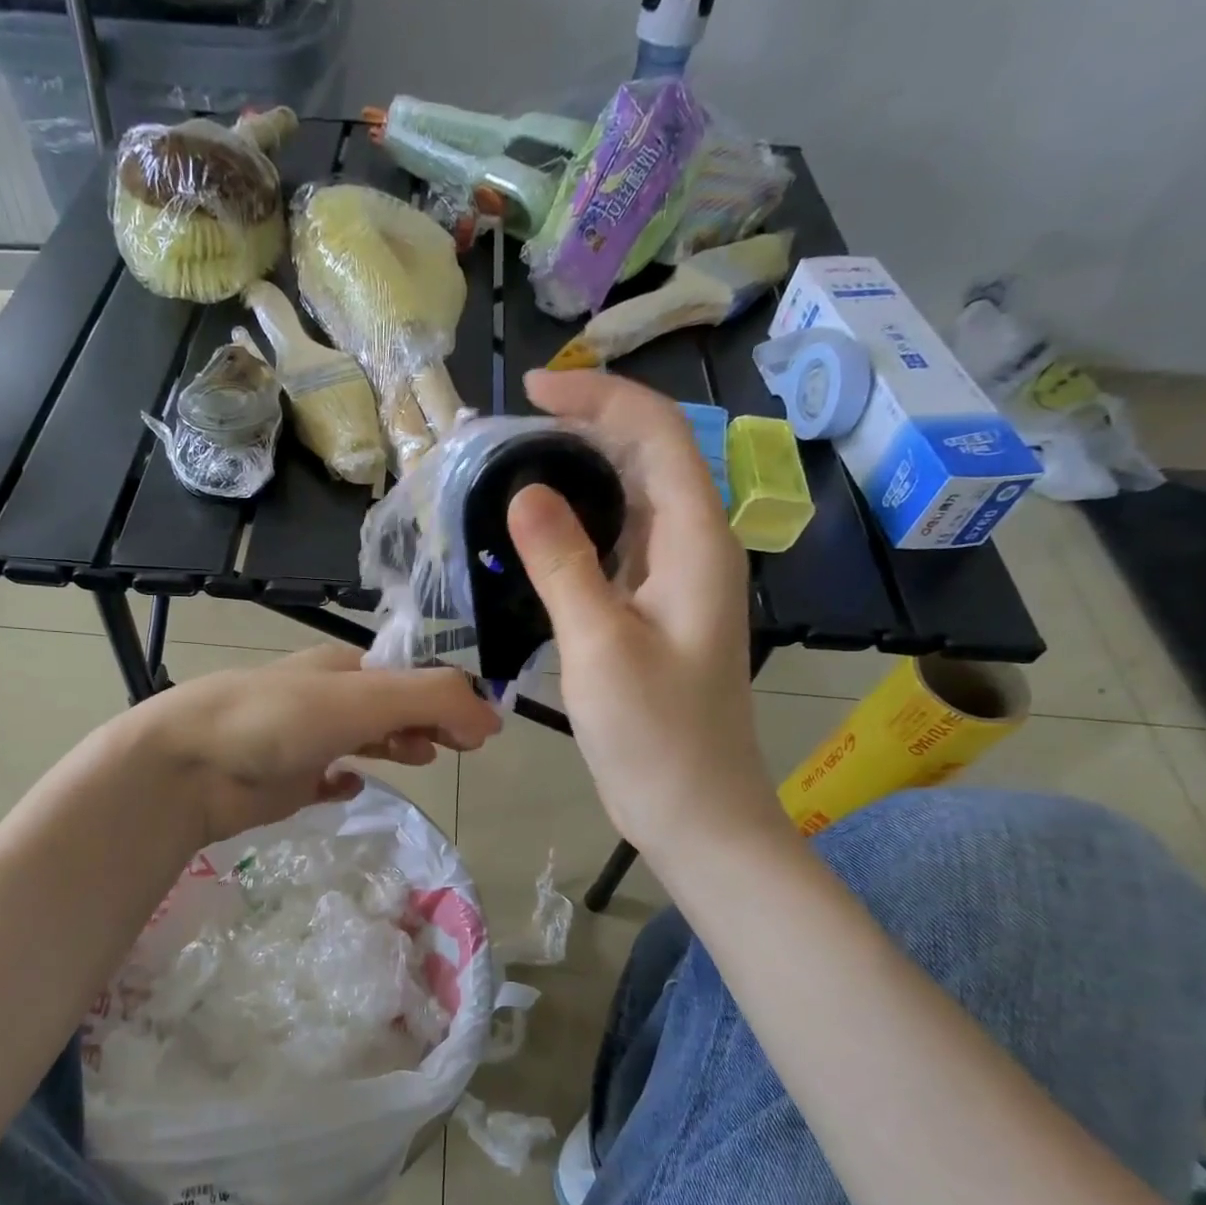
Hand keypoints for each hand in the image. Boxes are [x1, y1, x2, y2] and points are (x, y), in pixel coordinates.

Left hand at [132, 645, 501, 845]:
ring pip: (363, 738)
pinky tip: (351, 787)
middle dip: (428, 720)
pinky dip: (344, 780)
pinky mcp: (285, 780)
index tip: (482, 732)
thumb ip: (431, 700)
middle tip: (461, 748)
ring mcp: (304, 740)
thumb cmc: (279, 720)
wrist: (190, 765)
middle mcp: (326, 699)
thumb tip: (492, 718)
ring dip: (396, 744)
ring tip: (422, 759)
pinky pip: (325, 778)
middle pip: (391, 706)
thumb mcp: (363, 699)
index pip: (413, 677)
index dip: (451, 698)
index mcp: (344, 668)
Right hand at [509, 369, 787, 852]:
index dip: (597, 400)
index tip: (531, 391)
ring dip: (579, 477)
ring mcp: (676, 583)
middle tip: (508, 433)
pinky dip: (578, 529)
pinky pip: (618, 548)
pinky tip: (536, 538)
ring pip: (630, 504)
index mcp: (696, 542)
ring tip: (513, 471)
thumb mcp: (600, 644)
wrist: (695, 813)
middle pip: (647, 460)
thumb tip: (525, 490)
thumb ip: (563, 562)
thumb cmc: (654, 735)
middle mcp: (694, 549)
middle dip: (584, 430)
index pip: (656, 435)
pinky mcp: (654, 614)